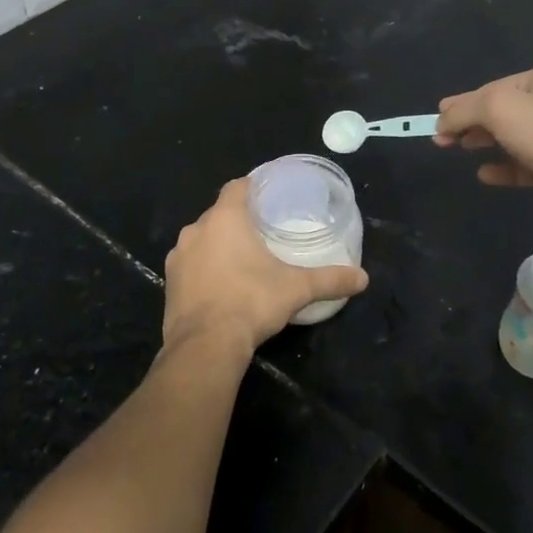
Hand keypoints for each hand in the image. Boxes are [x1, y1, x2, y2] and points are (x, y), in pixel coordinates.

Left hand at [162, 178, 368, 362]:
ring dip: (217, 245)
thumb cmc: (251, 302)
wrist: (204, 345)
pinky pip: (189, 265)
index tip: (268, 195)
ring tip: (241, 259)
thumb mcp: (296, 289)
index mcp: (225, 219)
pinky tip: (220, 285)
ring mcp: (178, 257)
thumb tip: (363, 278)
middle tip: (262, 231)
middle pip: (219, 213)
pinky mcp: (169, 282)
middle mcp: (196, 229)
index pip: (237, 187)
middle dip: (238, 219)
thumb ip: (329, 280)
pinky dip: (203, 268)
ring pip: (201, 239)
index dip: (252, 187)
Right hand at [434, 65, 532, 235]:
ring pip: (515, 138)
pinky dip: (505, 168)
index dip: (463, 103)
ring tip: (460, 150)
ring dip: (487, 143)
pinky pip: (527, 165)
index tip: (436, 120)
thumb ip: (465, 109)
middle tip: (442, 138)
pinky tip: (486, 174)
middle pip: (504, 111)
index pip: (494, 87)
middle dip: (472, 122)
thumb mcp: (499, 108)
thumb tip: (442, 120)